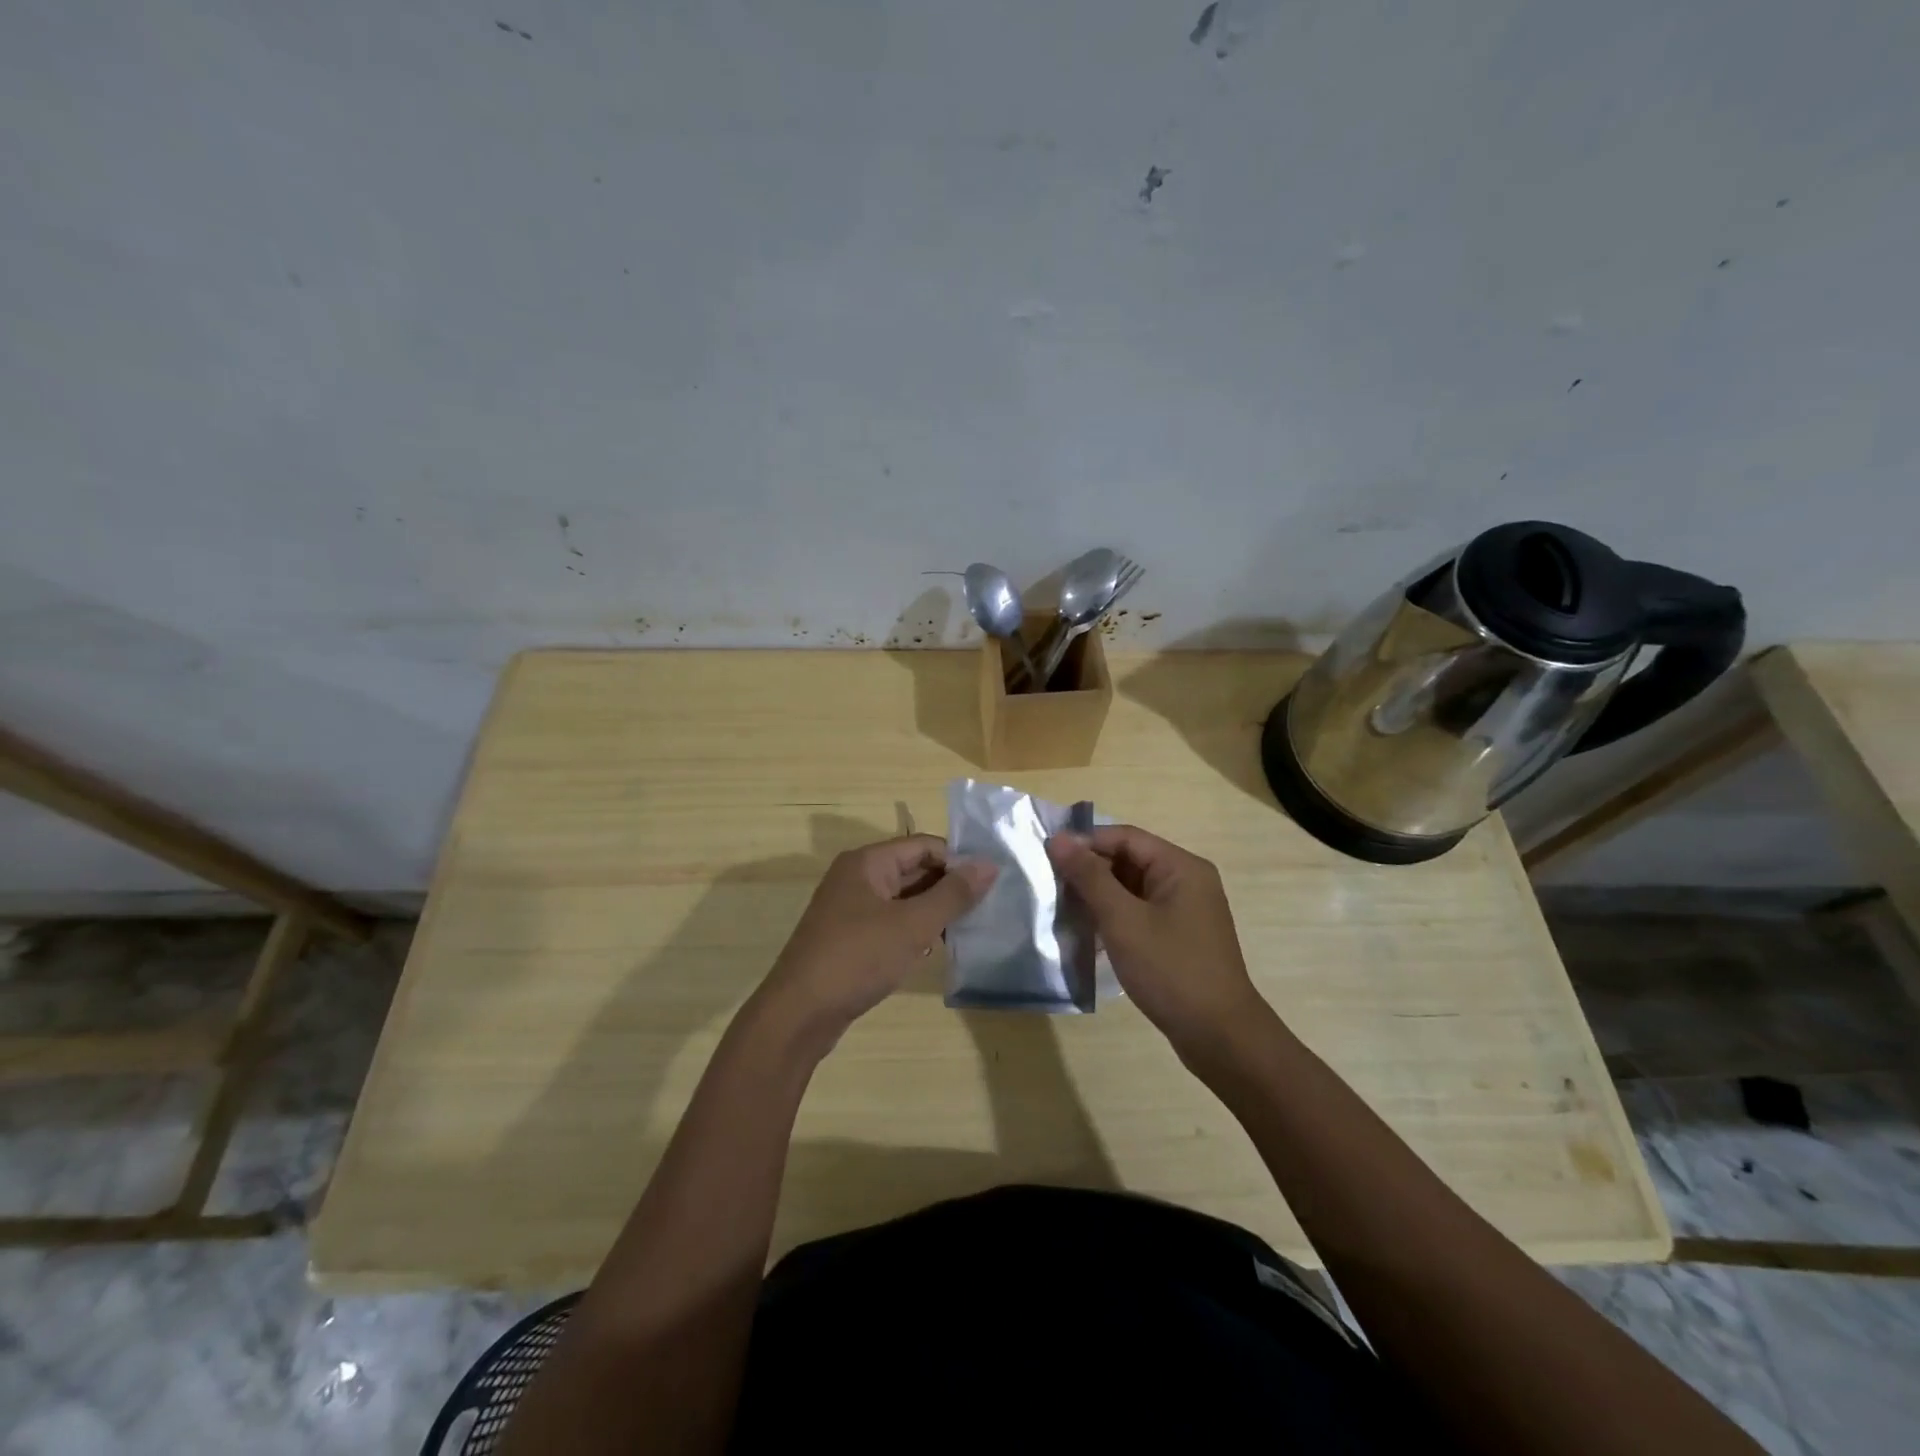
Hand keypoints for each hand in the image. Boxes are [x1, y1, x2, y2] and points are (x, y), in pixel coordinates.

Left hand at [756, 835, 996, 1047]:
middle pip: (914, 870)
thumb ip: (953, 894)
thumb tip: (990, 865)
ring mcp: (851, 909)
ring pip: (904, 899)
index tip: (991, 884)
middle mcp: (857, 878)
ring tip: (969, 929)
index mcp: (868, 862)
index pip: (924, 845)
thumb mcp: (912, 925)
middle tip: (988, 908)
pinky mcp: (850, 938)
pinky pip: (891, 922)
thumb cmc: (857, 958)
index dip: (958, 860)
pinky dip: (914, 931)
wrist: (799, 1014)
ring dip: (934, 911)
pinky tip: (935, 950)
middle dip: (949, 887)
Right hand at [1047, 826, 1263, 1055]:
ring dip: (1098, 897)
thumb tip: (1058, 839)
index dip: (1085, 842)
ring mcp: (1185, 911)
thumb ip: (1089, 877)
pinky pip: (1139, 913)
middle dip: (1089, 871)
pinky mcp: (1179, 938)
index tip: (1047, 857)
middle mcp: (1186, 881)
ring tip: (1062, 909)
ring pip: (1131, 889)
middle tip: (1050, 886)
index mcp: (1181, 867)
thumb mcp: (1123, 920)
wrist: (1220, 1037)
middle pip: (1129, 860)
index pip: (1125, 837)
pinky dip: (1114, 918)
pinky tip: (1087, 934)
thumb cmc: (1171, 970)